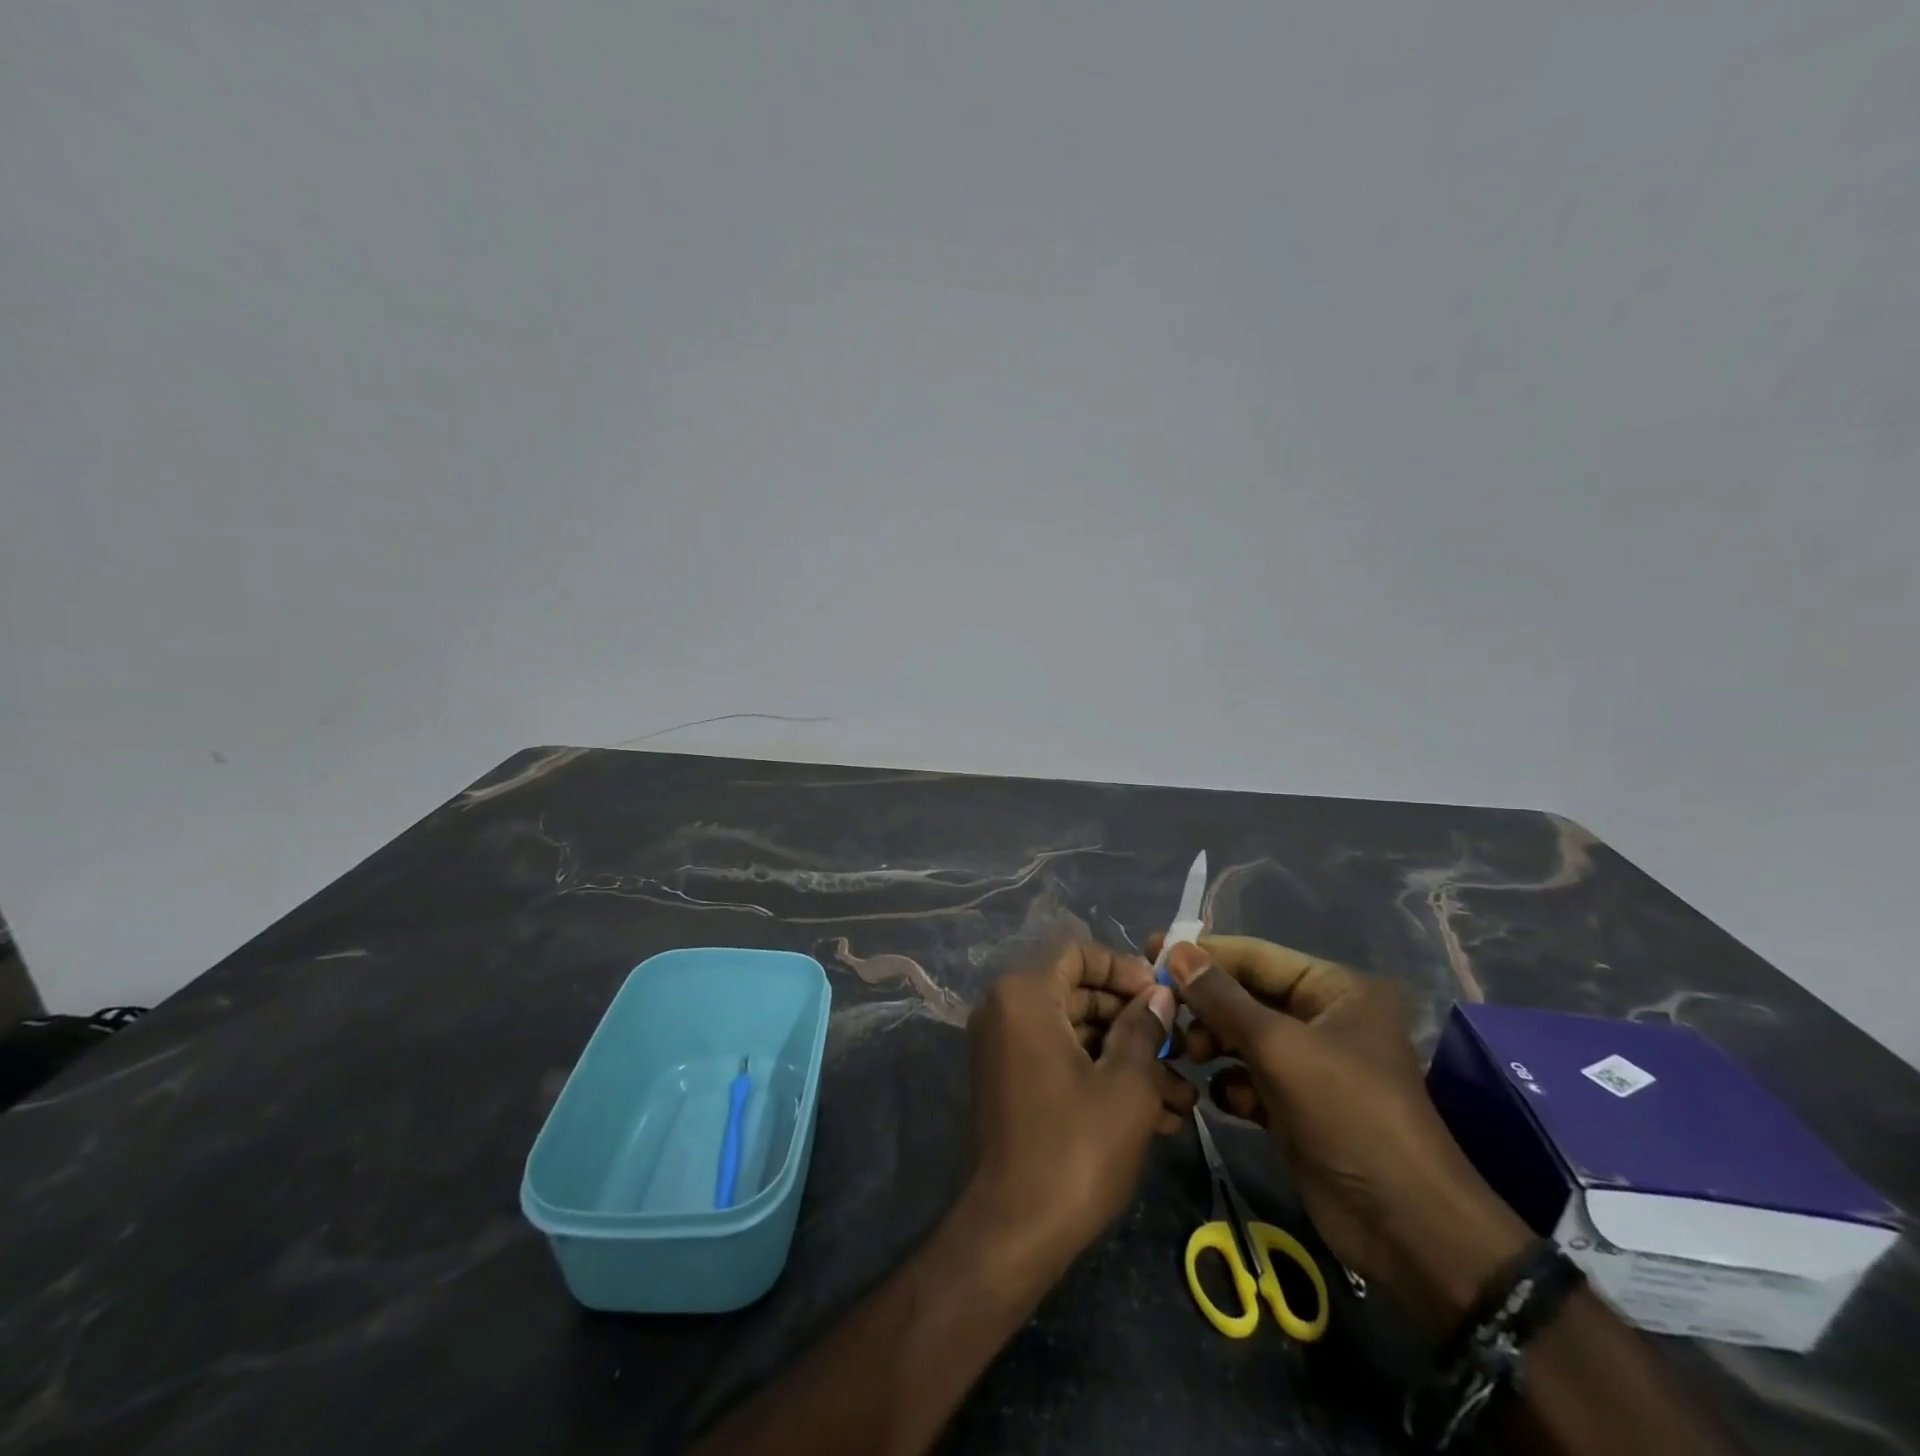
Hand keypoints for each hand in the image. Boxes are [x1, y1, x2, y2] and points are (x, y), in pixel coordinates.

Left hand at [964, 940, 1195, 1270]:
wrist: (1013, 1233)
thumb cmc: (1074, 1148)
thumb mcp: (1126, 1086)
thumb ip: (1145, 1029)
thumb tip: (1160, 994)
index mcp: (1024, 994)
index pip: (1076, 951)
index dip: (1122, 968)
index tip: (1163, 996)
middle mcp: (1006, 1011)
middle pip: (1078, 994)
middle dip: (1135, 1023)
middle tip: (1183, 1050)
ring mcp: (1005, 1050)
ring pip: (1077, 1034)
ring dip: (1128, 1059)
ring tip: (1184, 1099)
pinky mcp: (1012, 1085)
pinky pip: (1061, 1062)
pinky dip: (1103, 1078)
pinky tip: (1158, 1117)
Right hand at [1151, 933, 1530, 1334]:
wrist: (1405, 1227)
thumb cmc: (1348, 1115)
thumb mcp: (1280, 1047)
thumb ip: (1222, 998)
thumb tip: (1175, 952)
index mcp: (1334, 989)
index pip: (1255, 955)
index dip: (1203, 953)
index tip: (1151, 950)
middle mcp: (1323, 1018)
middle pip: (1245, 995)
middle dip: (1205, 1005)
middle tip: (1163, 1013)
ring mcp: (1310, 1063)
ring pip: (1242, 1036)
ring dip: (1212, 1043)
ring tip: (1187, 1055)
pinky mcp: (1297, 1104)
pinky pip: (1250, 1076)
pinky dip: (1232, 1083)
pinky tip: (1225, 1100)